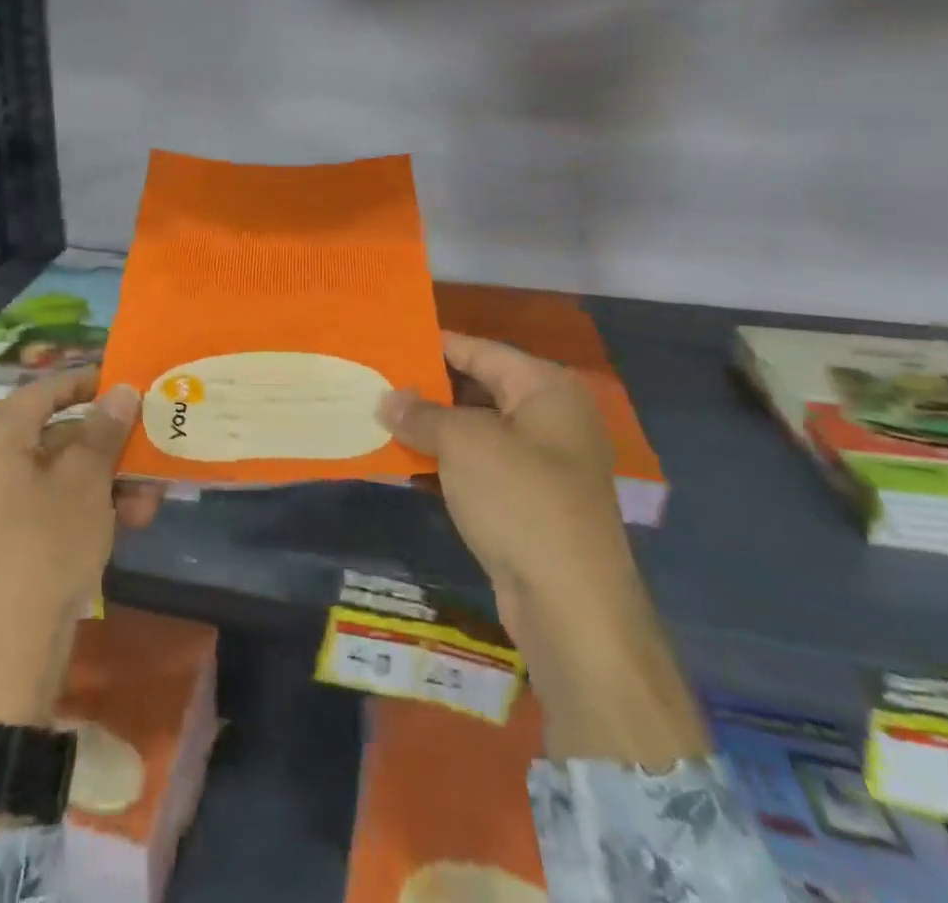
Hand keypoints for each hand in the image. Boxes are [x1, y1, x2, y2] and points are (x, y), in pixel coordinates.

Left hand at [0, 369, 152, 728]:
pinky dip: (91, 509)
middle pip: (61, 433)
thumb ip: (104, 430)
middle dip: (112, 445)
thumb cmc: (44, 548)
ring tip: (149, 503)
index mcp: (0, 435)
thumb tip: (122, 389)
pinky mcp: (11, 541)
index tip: (133, 383)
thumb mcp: (85, 482)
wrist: (4, 659)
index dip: (92, 382)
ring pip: (65, 475)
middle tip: (154, 450)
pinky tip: (130, 525)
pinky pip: (55, 507)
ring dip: (110, 482)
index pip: (50, 388)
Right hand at [381, 332, 706, 765]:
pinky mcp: (530, 502)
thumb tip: (388, 399)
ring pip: (477, 429)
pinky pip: (480, 466)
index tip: (388, 341)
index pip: (480, 350)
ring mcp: (544, 463)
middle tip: (376, 380)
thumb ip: (422, 414)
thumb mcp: (463, 443)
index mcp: (546, 388)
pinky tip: (405, 459)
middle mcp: (551, 418)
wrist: (571, 606)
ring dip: (433, 427)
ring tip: (380, 416)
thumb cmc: (520, 500)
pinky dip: (446, 460)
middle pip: (480, 387)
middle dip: (428, 387)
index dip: (434, 344)